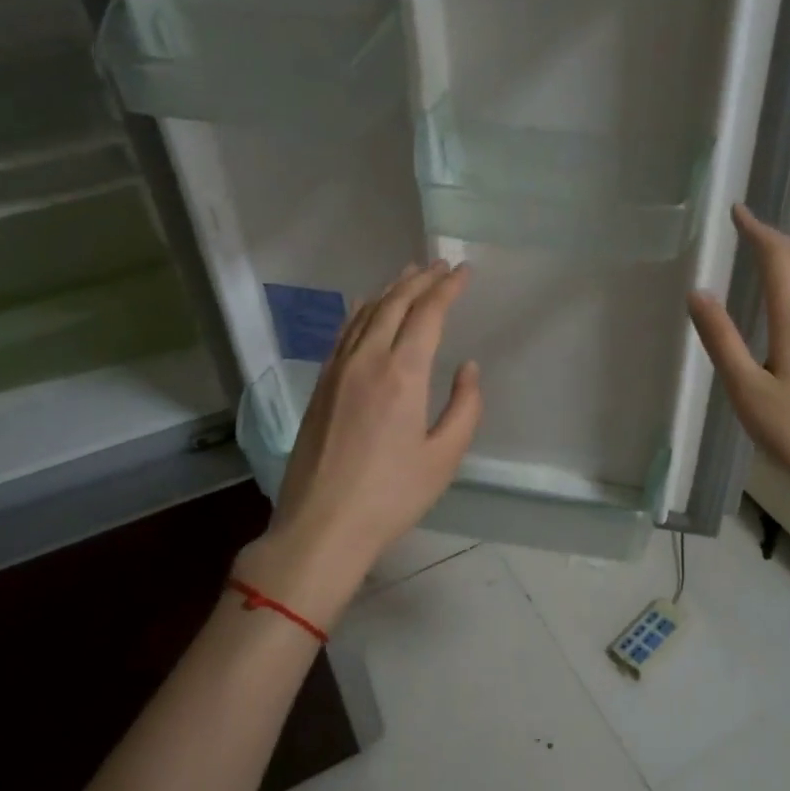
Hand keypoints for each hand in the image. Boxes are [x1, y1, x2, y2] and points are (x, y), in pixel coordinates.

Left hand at [238, 260, 481, 627]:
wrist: (321, 525)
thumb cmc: (391, 496)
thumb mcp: (444, 458)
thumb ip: (464, 407)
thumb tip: (468, 368)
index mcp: (402, 374)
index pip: (428, 314)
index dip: (448, 288)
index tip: (464, 271)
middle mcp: (367, 360)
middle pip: (395, 303)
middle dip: (421, 279)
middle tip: (442, 265)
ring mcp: (337, 370)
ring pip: (366, 313)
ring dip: (391, 289)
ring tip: (410, 273)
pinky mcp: (321, 384)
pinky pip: (344, 332)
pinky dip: (362, 310)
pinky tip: (368, 307)